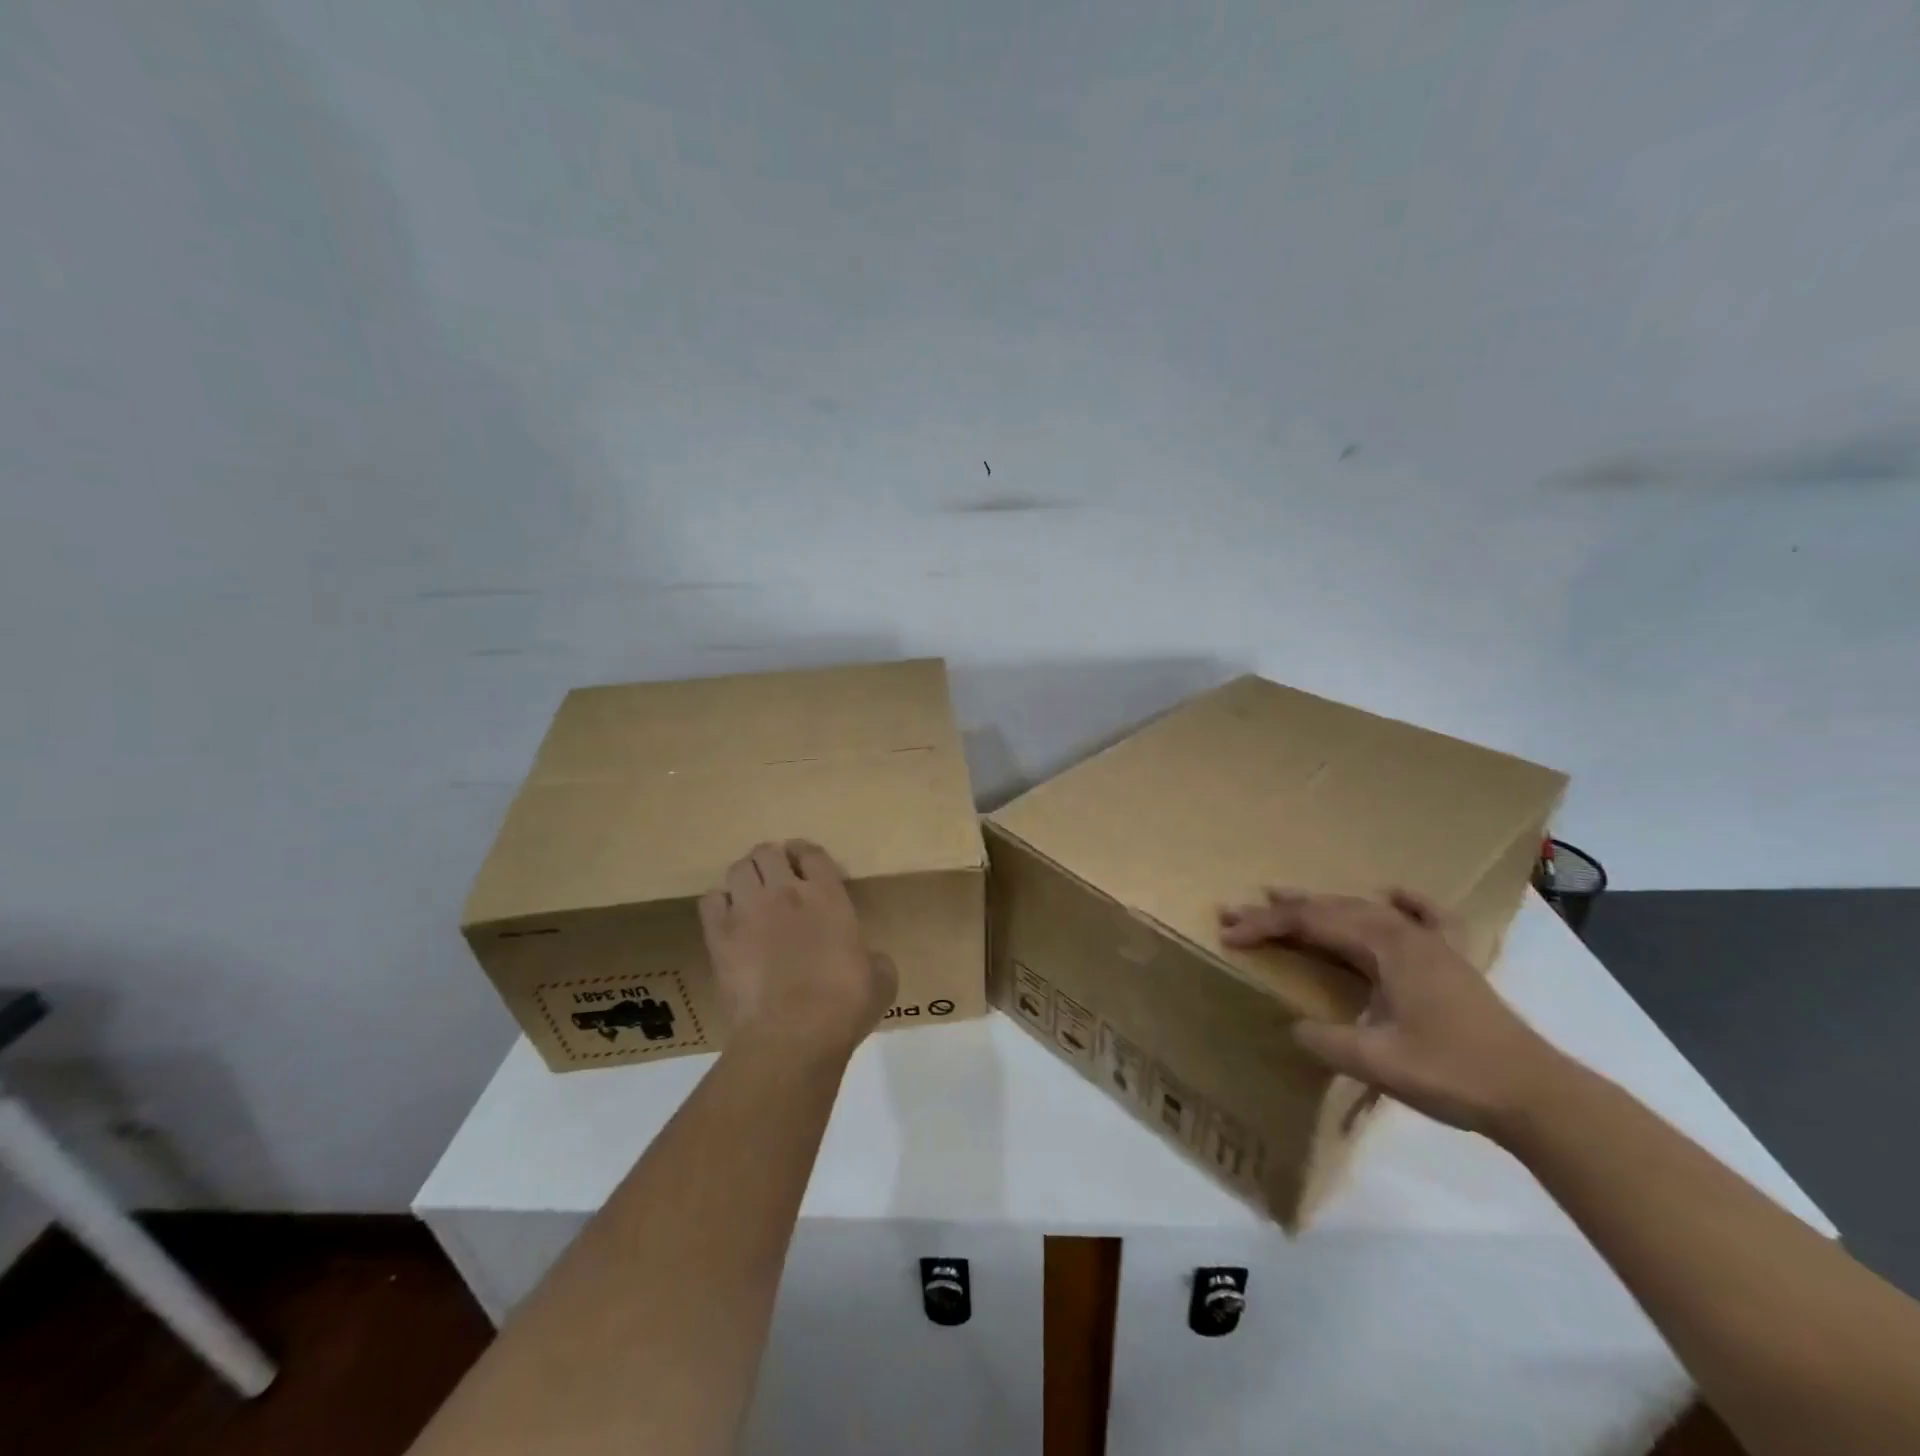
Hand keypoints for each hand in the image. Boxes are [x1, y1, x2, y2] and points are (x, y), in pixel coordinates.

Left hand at [699, 840, 895, 1059]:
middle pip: (769, 852)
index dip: (806, 854)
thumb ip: (874, 959)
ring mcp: (748, 910)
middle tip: (777, 878)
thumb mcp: (881, 979)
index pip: (812, 853)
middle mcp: (785, 892)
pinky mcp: (719, 936)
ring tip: (750, 894)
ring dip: (746, 877)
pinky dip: (719, 904)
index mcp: (828, 896)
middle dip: (772, 860)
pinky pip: (710, 900)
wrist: (792, 1034)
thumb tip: (870, 960)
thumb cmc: (844, 1005)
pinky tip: (728, 918)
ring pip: (739, 869)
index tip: (805, 864)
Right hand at [1218, 887, 1567, 1133]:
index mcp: (1385, 946)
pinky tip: (1395, 893)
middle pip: (1330, 910)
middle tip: (1236, 912)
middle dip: (1279, 911)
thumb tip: (1293, 1026)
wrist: (1537, 1095)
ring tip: (1282, 895)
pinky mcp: (1451, 962)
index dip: (1265, 926)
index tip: (1229, 935)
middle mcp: (1404, 933)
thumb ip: (1328, 1041)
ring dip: (1319, 905)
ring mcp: (1430, 944)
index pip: (1310, 923)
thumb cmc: (1455, 1073)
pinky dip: (1406, 903)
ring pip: (1363, 910)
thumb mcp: (1379, 1063)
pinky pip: (1425, 918)